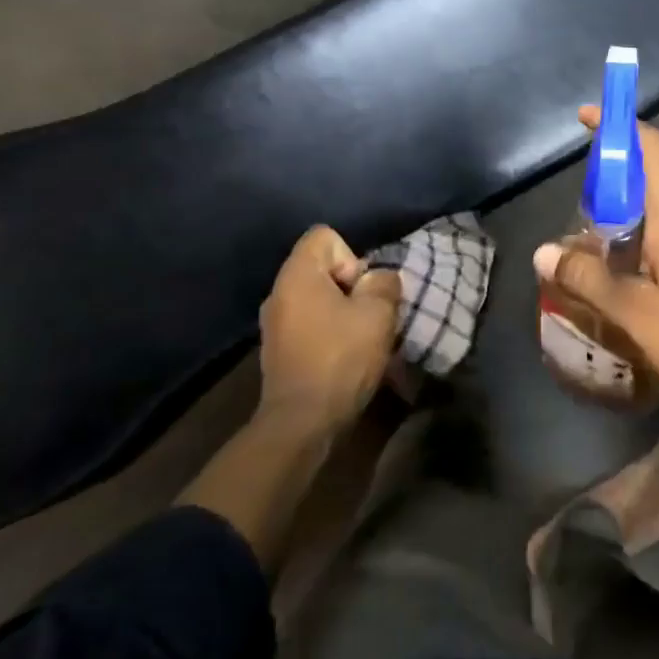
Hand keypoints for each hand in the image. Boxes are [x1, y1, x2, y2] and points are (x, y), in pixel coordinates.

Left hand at [258, 225, 400, 432]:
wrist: (301, 423)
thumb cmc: (340, 358)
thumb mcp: (378, 313)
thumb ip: (384, 283)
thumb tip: (379, 279)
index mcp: (297, 275)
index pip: (324, 236)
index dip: (352, 256)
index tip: (361, 290)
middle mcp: (278, 292)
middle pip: (322, 268)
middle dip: (352, 287)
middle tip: (368, 316)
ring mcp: (274, 323)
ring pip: (318, 299)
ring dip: (343, 312)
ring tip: (361, 340)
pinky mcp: (278, 351)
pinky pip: (310, 324)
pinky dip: (329, 333)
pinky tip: (345, 359)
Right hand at [533, 109, 658, 422]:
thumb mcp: (633, 312)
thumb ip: (586, 279)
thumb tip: (543, 253)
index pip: (651, 148)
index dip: (619, 125)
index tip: (587, 118)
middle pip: (653, 182)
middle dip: (613, 189)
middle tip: (579, 220)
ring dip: (631, 223)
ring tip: (599, 257)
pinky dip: (652, 245)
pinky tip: (636, 283)